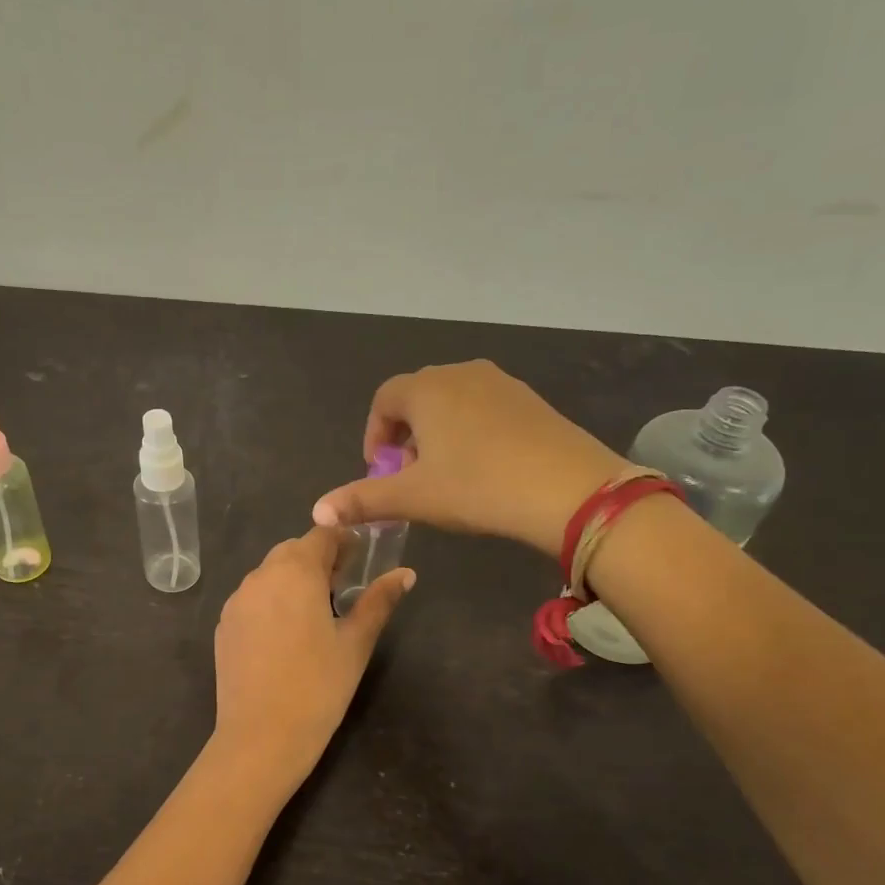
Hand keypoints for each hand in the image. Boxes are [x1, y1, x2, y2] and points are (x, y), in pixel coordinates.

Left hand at [213, 527, 413, 774]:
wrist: (261, 737)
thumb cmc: (319, 687)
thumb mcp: (356, 642)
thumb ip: (379, 601)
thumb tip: (406, 574)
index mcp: (295, 571)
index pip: (322, 534)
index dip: (344, 541)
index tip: (359, 561)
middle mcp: (260, 576)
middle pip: (292, 551)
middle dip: (317, 560)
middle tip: (341, 589)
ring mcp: (236, 601)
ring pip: (269, 574)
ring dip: (292, 580)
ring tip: (314, 614)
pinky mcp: (223, 625)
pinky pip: (252, 599)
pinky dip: (271, 602)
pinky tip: (285, 636)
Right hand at [311, 360, 624, 557]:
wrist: (567, 489)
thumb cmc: (477, 487)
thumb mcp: (413, 498)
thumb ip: (362, 500)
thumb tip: (317, 510)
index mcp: (427, 388)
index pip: (384, 399)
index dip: (374, 435)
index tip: (380, 472)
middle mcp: (462, 373)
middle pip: (418, 398)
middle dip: (405, 437)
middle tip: (411, 478)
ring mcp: (502, 383)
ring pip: (453, 403)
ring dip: (438, 435)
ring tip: (446, 476)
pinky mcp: (532, 400)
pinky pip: (485, 409)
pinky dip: (472, 433)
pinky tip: (485, 469)